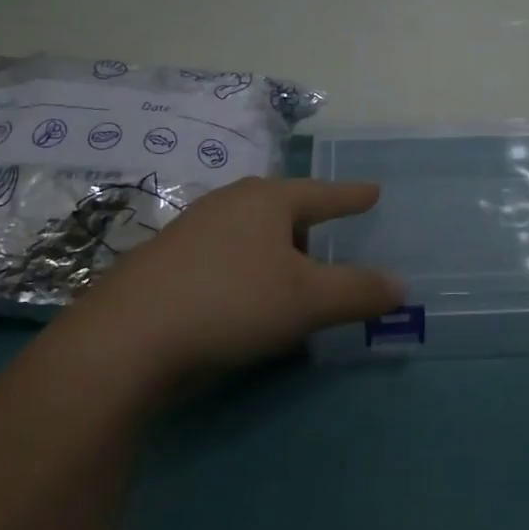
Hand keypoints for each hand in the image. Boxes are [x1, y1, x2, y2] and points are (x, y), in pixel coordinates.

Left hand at [52, 177, 403, 389]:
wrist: (126, 338)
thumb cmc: (231, 302)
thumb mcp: (306, 300)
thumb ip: (358, 291)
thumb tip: (401, 284)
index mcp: (266, 200)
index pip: (322, 193)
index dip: (350, 196)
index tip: (373, 190)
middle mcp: (228, 204)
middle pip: (281, 207)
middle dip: (307, 223)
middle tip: (329, 236)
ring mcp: (191, 230)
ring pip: (248, 232)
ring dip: (273, 249)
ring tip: (288, 271)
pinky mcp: (164, 261)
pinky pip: (221, 255)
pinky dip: (243, 269)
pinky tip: (241, 297)